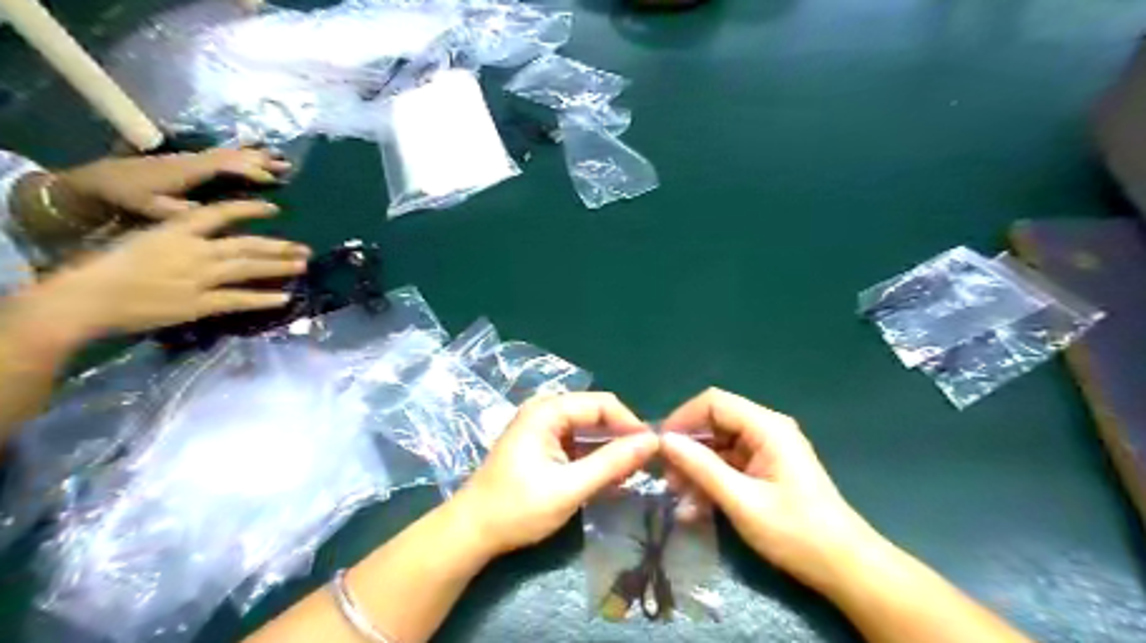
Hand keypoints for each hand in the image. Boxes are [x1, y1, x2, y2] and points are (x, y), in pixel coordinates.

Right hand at [38, 202, 309, 338]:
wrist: (84, 299)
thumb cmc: (100, 267)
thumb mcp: (140, 239)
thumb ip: (173, 238)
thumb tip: (201, 239)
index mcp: (175, 230)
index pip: (220, 213)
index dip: (250, 210)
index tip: (274, 210)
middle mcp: (195, 250)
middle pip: (246, 245)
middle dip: (279, 247)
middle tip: (304, 249)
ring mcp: (200, 277)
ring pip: (249, 268)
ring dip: (279, 267)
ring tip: (302, 266)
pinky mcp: (200, 303)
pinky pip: (240, 299)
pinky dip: (264, 299)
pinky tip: (284, 298)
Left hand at [54, 147, 290, 219]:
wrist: (96, 182)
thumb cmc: (126, 198)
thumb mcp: (151, 209)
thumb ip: (181, 211)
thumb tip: (210, 211)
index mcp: (187, 171)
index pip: (225, 166)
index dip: (249, 171)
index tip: (272, 180)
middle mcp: (192, 160)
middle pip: (232, 155)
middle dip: (260, 160)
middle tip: (287, 166)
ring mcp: (191, 159)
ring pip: (230, 153)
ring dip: (256, 155)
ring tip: (282, 159)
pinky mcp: (189, 162)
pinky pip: (223, 155)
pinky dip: (244, 154)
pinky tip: (256, 155)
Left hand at [450, 391, 664, 557]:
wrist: (472, 532)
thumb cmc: (517, 508)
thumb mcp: (570, 487)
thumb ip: (611, 463)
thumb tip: (652, 442)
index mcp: (548, 411)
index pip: (602, 404)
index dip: (630, 424)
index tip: (653, 451)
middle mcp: (546, 411)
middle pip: (596, 414)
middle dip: (621, 437)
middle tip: (644, 466)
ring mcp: (543, 429)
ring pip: (589, 430)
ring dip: (610, 451)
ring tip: (631, 476)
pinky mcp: (543, 447)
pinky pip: (578, 444)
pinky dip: (594, 459)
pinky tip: (610, 480)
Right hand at [657, 386, 878, 591]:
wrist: (845, 567)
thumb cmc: (796, 533)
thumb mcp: (742, 501)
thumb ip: (702, 468)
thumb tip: (665, 441)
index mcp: (767, 427)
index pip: (713, 402)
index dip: (683, 419)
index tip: (659, 447)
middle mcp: (766, 429)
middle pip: (714, 423)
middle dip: (688, 448)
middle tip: (668, 480)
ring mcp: (766, 449)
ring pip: (718, 445)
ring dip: (696, 468)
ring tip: (679, 500)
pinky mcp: (765, 468)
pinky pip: (729, 464)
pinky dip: (711, 481)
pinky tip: (696, 507)